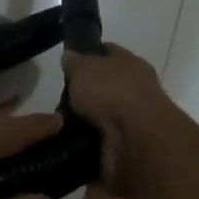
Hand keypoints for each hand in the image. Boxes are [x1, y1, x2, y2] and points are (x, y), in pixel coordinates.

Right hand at [63, 43, 184, 197]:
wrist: (138, 141)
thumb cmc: (112, 92)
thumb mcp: (83, 68)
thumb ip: (74, 62)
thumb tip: (70, 57)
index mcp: (130, 62)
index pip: (108, 51)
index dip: (88, 54)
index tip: (68, 64)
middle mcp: (136, 88)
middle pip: (106, 85)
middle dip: (85, 93)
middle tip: (60, 100)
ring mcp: (135, 119)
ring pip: (105, 114)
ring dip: (87, 120)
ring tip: (60, 125)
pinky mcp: (130, 147)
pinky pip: (103, 140)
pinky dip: (89, 143)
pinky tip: (71, 143)